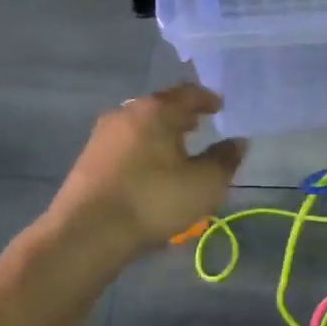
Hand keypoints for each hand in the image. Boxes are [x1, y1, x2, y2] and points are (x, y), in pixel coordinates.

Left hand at [49, 85, 246, 253]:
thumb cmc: (153, 200)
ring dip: (160, 133)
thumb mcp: (204, 184)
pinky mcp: (88, 158)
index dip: (207, 99)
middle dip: (181, 116)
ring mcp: (102, 135)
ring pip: (140, 126)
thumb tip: (238, 142)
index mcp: (155, 110)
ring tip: (176, 149)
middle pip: (159, 107)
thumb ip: (224, 160)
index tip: (219, 107)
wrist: (88, 232)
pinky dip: (143, 149)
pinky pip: (125, 144)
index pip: (187, 93)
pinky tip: (150, 169)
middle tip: (198, 126)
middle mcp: (126, 113)